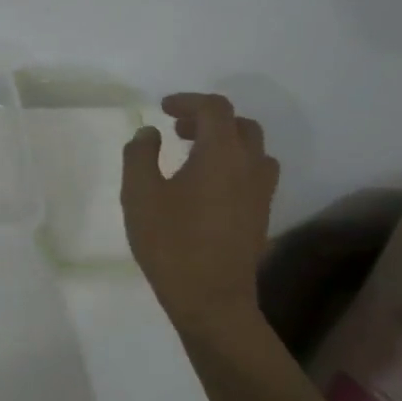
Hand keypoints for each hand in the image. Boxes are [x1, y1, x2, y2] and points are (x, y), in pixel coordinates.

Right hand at [121, 93, 278, 335]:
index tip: (163, 109)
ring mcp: (261, 193)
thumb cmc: (170, 242)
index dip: (188, 101)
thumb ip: (140, 155)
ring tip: (194, 157)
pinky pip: (254, 175)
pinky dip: (234, 166)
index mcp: (221, 154)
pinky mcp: (261, 216)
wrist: (210, 298)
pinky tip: (207, 187)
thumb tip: (150, 133)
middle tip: (178, 131)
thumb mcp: (139, 194)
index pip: (215, 109)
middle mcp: (249, 166)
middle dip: (209, 120)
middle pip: (240, 125)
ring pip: (253, 150)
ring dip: (226, 143)